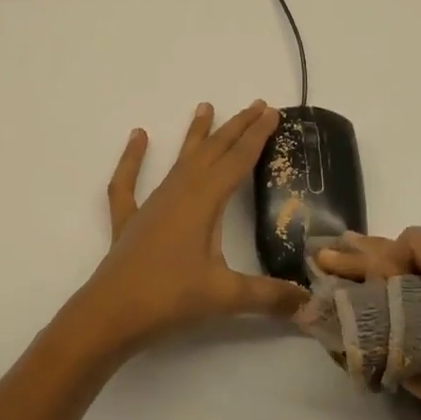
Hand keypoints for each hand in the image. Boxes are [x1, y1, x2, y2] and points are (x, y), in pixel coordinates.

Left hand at [71, 102, 307, 352]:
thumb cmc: (169, 298)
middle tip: (256, 104)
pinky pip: (129, 182)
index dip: (257, 136)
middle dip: (235, 128)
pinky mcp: (131, 221)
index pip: (237, 161)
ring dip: (196, 135)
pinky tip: (139, 137)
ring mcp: (151, 205)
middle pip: (212, 152)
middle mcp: (178, 193)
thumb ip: (269, 296)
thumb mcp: (225, 296)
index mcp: (203, 202)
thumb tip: (310, 303)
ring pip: (180, 161)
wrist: (110, 315)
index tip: (272, 112)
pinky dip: (133, 159)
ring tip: (205, 106)